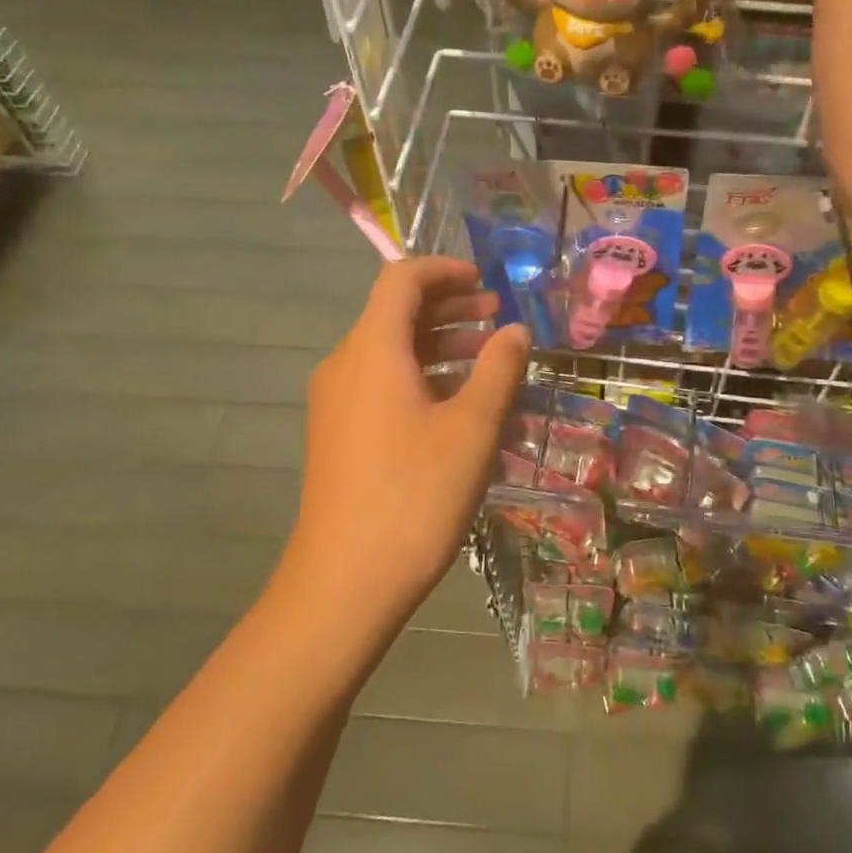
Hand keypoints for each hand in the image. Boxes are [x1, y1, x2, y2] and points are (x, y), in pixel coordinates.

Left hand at [286, 258, 528, 630]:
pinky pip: (380, 383)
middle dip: (448, 307)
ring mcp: (335, 402)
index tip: (486, 282)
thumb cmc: (415, 495)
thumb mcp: (472, 429)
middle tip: (496, 318)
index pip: (401, 279)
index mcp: (373, 351)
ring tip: (487, 358)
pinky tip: (456, 404)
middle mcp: (345, 365)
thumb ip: (499, 370)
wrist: (344, 581)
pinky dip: (419, 375)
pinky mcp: (337, 433)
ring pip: (389, 350)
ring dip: (438, 343)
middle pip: (394, 312)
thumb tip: (516, 331)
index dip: (445, 270)